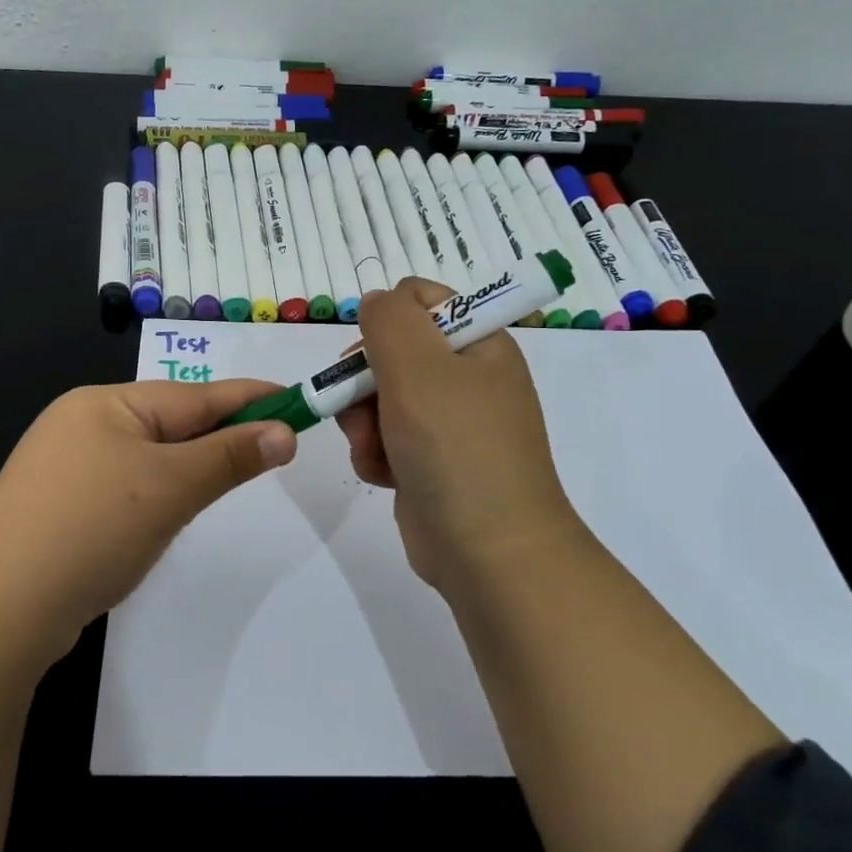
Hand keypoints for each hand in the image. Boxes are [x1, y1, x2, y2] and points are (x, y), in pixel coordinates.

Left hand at [0, 380, 297, 668]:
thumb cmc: (92, 529)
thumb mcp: (171, 487)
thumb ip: (230, 456)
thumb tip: (284, 433)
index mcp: (104, 404)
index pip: (194, 396)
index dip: (248, 398)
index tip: (294, 398)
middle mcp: (80, 424)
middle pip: (170, 423)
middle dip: (220, 435)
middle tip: (272, 445)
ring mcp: (63, 468)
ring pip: (148, 458)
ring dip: (189, 468)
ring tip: (228, 476)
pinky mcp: (56, 508)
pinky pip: (124, 486)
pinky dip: (156, 493)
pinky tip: (167, 512)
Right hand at [336, 279, 575, 592]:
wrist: (488, 553)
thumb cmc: (456, 448)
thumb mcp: (419, 367)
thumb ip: (389, 319)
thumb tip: (377, 302)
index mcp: (478, 343)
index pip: (421, 299)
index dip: (388, 320)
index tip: (375, 352)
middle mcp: (466, 377)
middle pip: (390, 351)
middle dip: (365, 380)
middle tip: (364, 407)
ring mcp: (447, 422)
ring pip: (378, 397)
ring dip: (364, 422)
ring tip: (377, 450)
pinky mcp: (428, 460)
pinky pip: (384, 437)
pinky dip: (375, 453)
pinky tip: (383, 475)